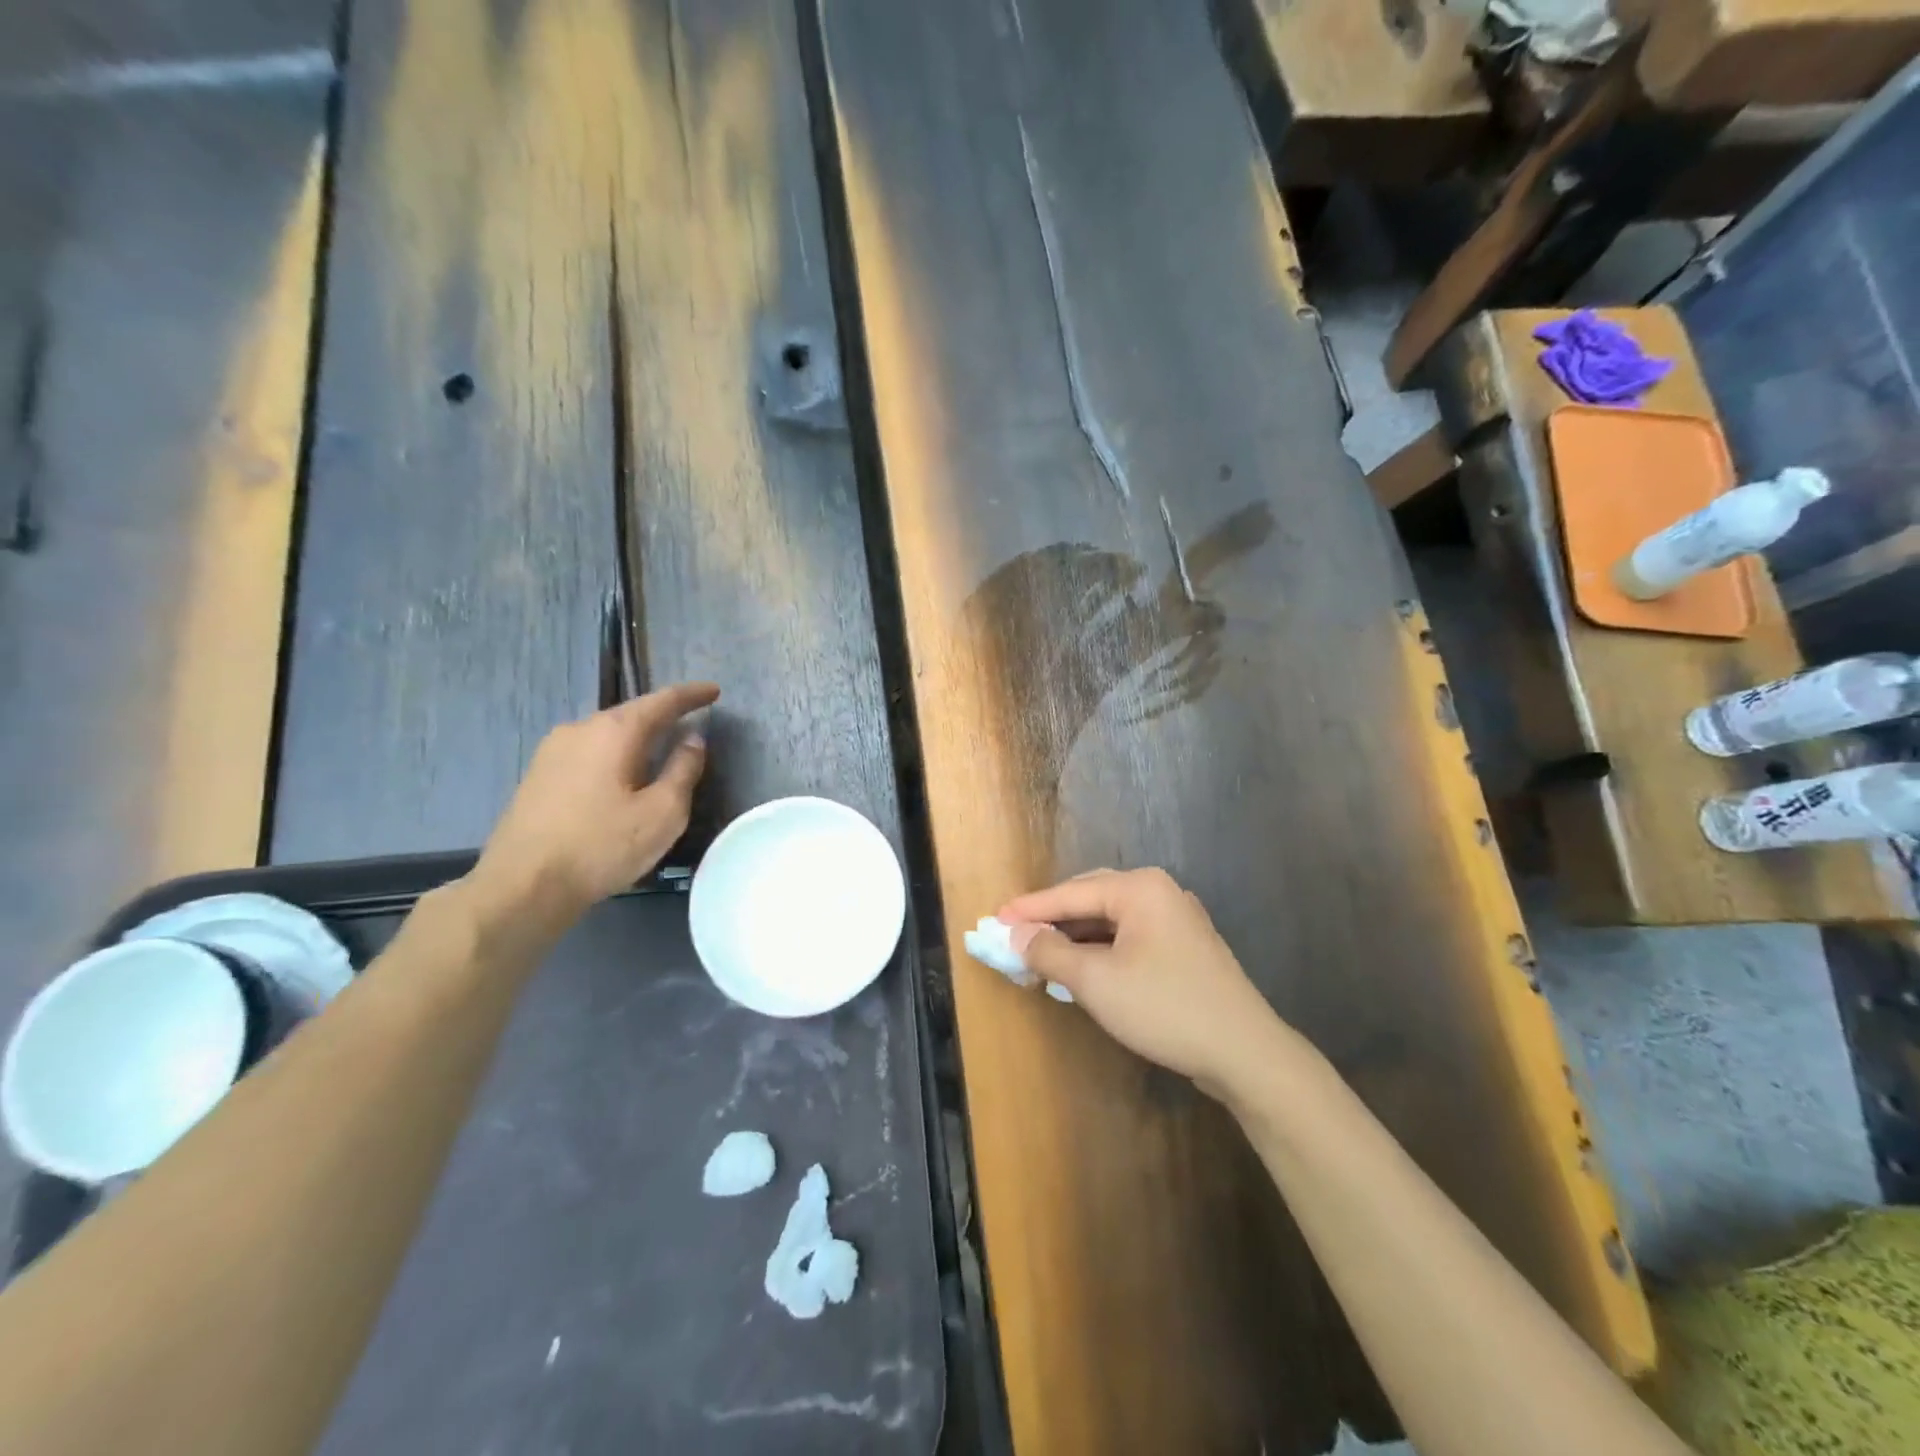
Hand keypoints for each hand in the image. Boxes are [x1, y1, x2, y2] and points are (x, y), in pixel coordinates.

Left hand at [470, 683, 719, 924]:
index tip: (714, 691)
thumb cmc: (601, 846)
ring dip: (637, 738)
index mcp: (613, 732)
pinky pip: (589, 752)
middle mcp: (579, 729)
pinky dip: (614, 755)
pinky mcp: (538, 776)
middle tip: (691, 721)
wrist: (522, 886)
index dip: (691, 695)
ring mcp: (552, 752)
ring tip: (660, 750)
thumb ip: (683, 770)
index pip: (661, 701)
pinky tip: (622, 775)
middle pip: (630, 714)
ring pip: (607, 734)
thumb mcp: (662, 812)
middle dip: (663, 716)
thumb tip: (693, 739)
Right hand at [998, 868, 1294, 1100]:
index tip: (994, 919)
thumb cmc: (1164, 1007)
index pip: (1071, 893)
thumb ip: (1051, 952)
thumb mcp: (1096, 981)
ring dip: (1075, 938)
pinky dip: (1100, 951)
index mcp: (1139, 888)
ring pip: (1110, 921)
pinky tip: (1082, 970)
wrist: (1245, 1052)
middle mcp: (1159, 892)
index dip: (1030, 908)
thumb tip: (1017, 935)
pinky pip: (1129, 938)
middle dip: (1052, 920)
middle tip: (1015, 937)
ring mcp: (1176, 920)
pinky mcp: (1184, 948)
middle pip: (1090, 899)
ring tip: (1041, 956)